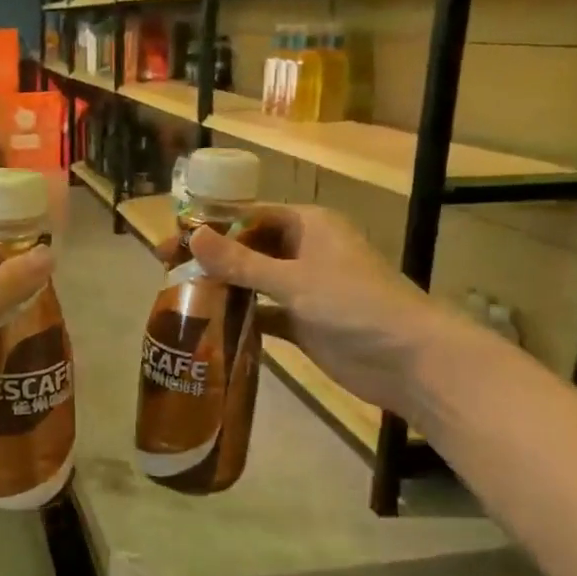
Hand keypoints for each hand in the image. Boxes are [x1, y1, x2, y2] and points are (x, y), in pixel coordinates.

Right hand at [187, 204, 458, 414]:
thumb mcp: (293, 279)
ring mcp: (305, 290)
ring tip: (179, 299)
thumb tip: (192, 236)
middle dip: (214, 259)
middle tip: (168, 272)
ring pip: (255, 283)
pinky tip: (208, 328)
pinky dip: (241, 319)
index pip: (252, 215)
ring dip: (225, 290)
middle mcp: (306, 252)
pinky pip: (264, 315)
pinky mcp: (304, 323)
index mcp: (309, 226)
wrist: (409, 360)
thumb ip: (241, 261)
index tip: (174, 239)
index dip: (213, 225)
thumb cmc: (354, 305)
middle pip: (250, 249)